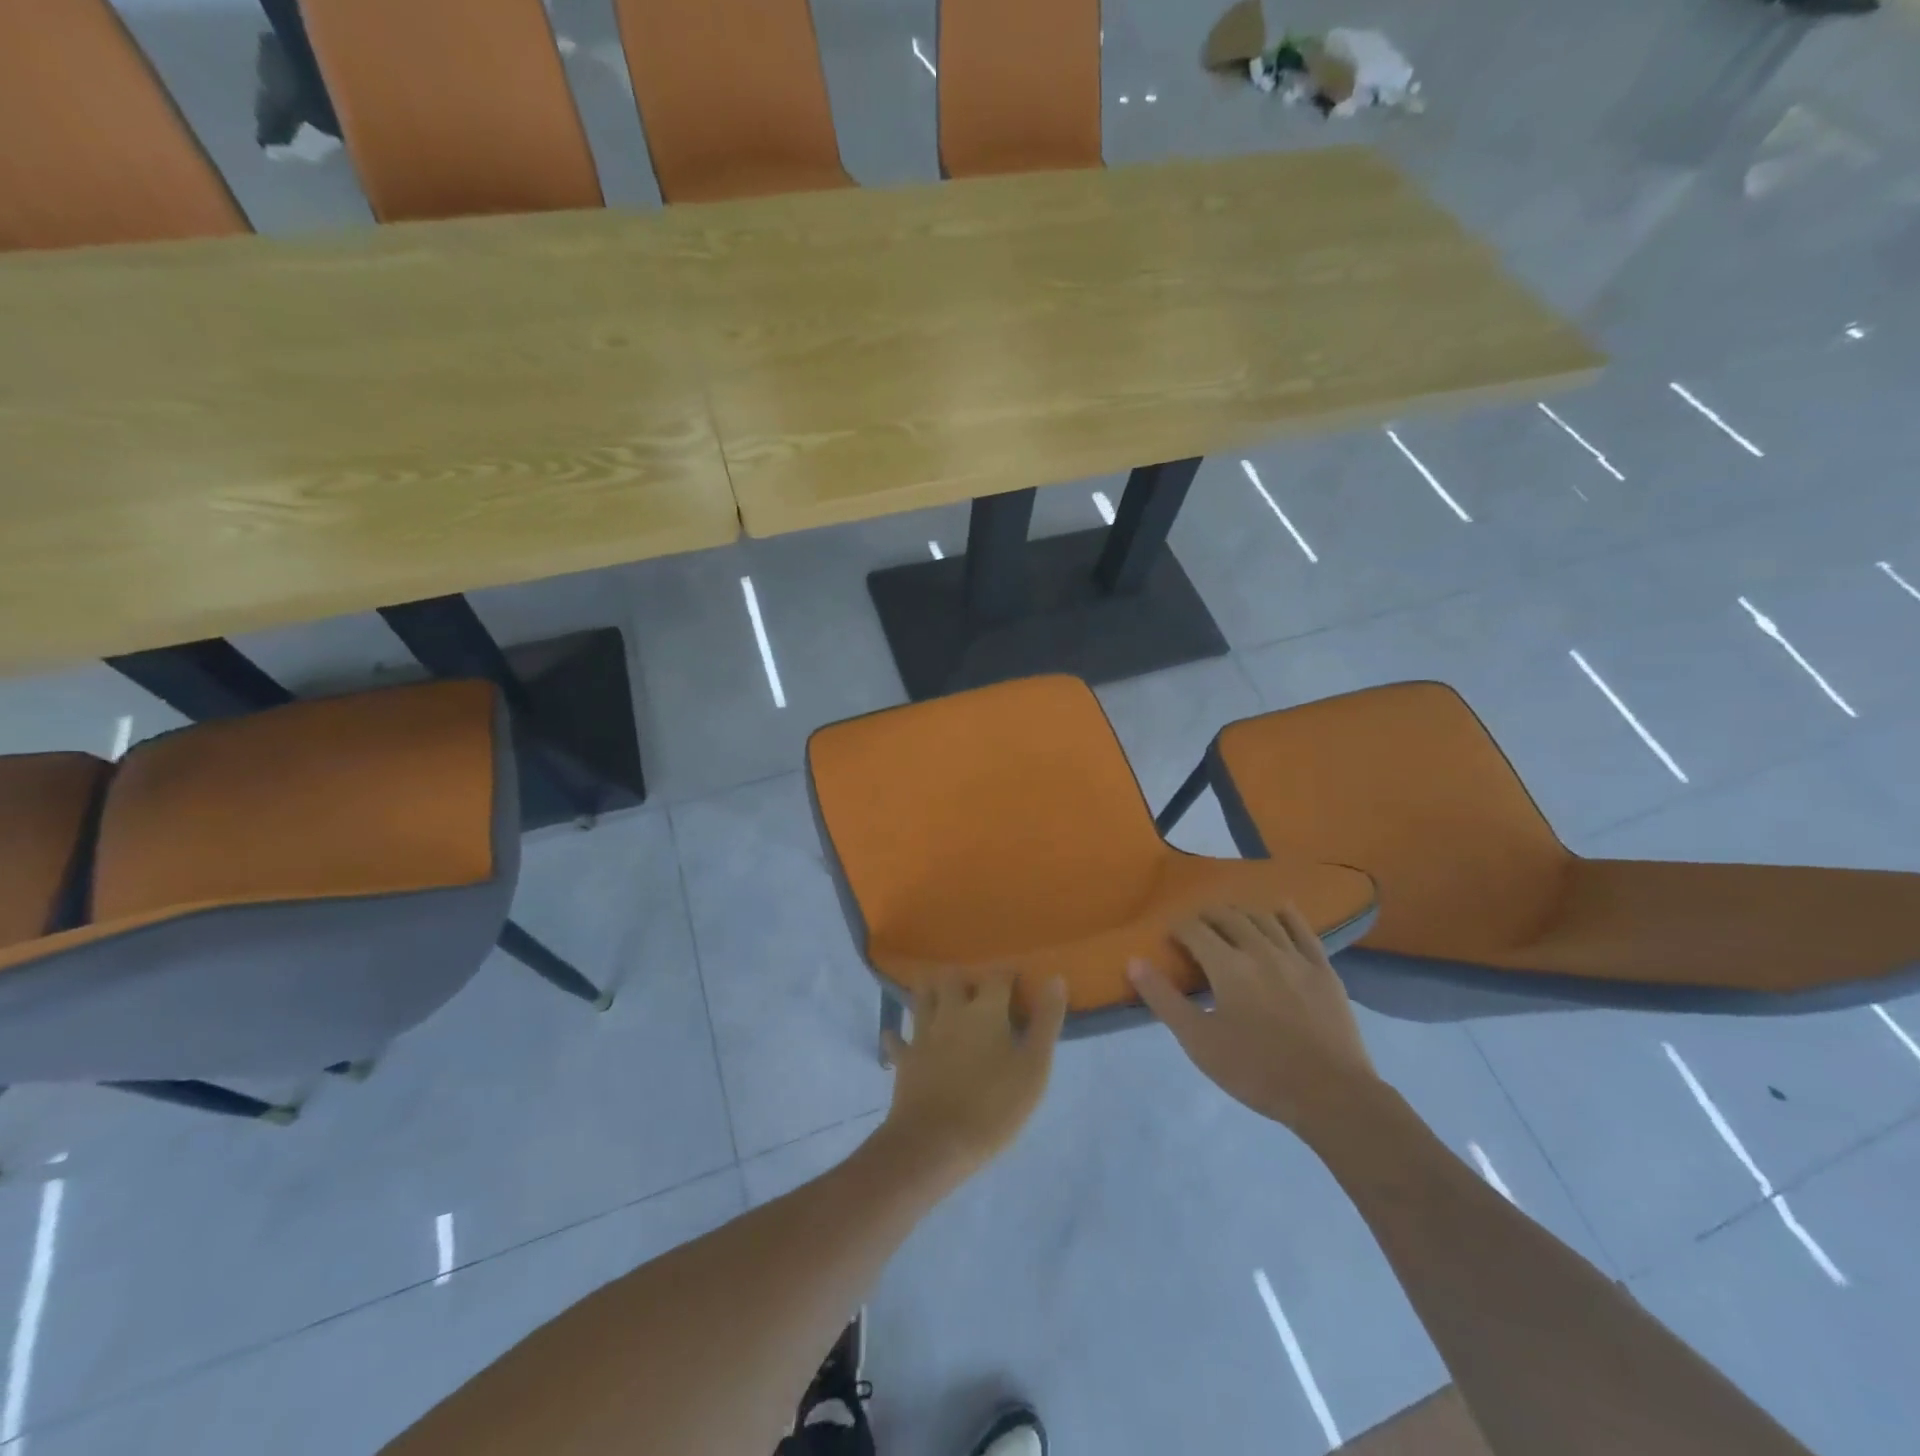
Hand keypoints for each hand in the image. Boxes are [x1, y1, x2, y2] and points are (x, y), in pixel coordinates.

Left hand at [878, 971, 1067, 1185]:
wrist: (935, 1143)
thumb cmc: (993, 1105)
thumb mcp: (1034, 1067)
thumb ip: (1046, 1021)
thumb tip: (1055, 978)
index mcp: (985, 1010)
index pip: (997, 975)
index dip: (1007, 973)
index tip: (1016, 980)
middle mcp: (950, 1011)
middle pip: (952, 978)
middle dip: (965, 977)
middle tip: (978, 989)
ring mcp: (923, 1034)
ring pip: (922, 997)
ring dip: (932, 992)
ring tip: (942, 998)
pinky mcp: (905, 1059)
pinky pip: (898, 1040)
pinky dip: (900, 1035)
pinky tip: (902, 1036)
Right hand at [1129, 905, 1381, 1134]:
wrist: (1331, 1095)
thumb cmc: (1256, 1071)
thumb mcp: (1198, 1041)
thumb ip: (1163, 998)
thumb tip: (1133, 961)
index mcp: (1227, 965)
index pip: (1194, 930)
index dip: (1177, 928)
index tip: (1169, 938)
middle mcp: (1259, 949)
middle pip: (1227, 917)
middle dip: (1206, 917)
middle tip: (1195, 929)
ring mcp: (1295, 957)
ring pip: (1262, 918)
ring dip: (1240, 913)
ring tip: (1230, 921)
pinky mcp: (1323, 969)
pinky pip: (1302, 929)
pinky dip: (1286, 915)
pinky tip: (1278, 911)